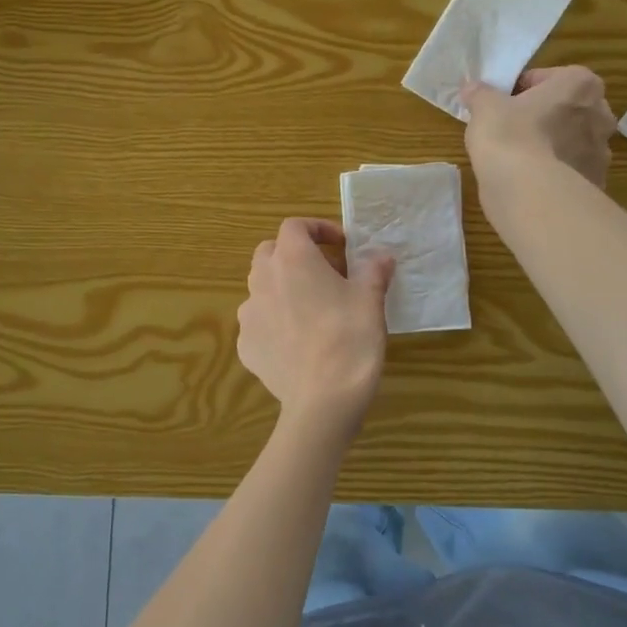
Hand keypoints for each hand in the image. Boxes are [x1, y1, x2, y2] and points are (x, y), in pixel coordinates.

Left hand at [236, 218, 393, 420]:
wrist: (323, 400)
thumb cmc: (350, 339)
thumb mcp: (371, 299)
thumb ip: (373, 270)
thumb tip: (381, 256)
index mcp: (292, 259)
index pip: (294, 226)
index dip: (317, 229)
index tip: (341, 245)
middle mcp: (263, 279)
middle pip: (270, 252)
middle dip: (294, 255)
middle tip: (325, 273)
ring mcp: (249, 314)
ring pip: (261, 287)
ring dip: (282, 287)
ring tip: (311, 308)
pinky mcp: (245, 345)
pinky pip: (259, 323)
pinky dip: (275, 322)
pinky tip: (297, 342)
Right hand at [461, 66, 615, 188]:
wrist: (530, 192)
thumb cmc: (510, 135)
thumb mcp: (484, 107)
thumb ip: (480, 93)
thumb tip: (472, 88)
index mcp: (580, 85)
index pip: (548, 78)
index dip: (522, 90)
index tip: (503, 104)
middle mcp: (601, 114)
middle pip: (566, 109)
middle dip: (545, 116)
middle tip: (512, 129)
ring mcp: (602, 152)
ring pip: (572, 141)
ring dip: (552, 145)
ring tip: (519, 159)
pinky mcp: (596, 183)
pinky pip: (571, 171)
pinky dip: (555, 173)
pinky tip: (530, 181)